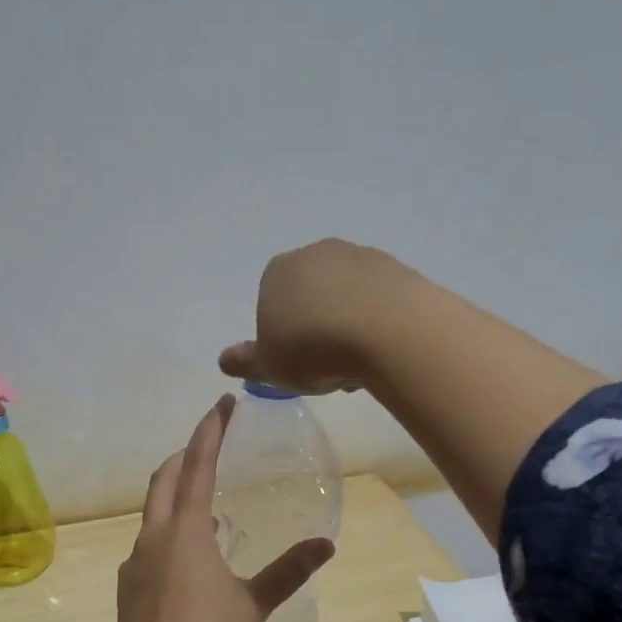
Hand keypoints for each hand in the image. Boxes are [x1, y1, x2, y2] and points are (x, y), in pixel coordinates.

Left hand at [115, 396, 334, 621]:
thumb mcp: (254, 604)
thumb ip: (288, 570)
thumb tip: (326, 543)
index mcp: (186, 530)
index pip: (197, 465)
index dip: (210, 430)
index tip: (222, 403)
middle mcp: (154, 536)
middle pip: (164, 479)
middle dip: (184, 455)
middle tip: (206, 445)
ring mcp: (135, 562)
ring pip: (153, 512)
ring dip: (174, 495)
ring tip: (202, 503)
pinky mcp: (128, 587)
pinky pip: (148, 544)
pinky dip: (167, 533)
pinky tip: (185, 558)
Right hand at [218, 239, 414, 394]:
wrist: (388, 331)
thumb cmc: (314, 349)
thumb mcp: (270, 366)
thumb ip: (246, 361)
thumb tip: (224, 359)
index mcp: (277, 272)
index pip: (271, 303)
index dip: (281, 336)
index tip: (295, 363)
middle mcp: (316, 254)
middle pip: (311, 297)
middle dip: (316, 328)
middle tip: (325, 367)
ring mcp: (360, 257)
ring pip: (346, 298)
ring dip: (348, 326)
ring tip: (357, 365)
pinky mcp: (397, 268)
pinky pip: (379, 300)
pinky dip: (377, 322)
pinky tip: (382, 350)